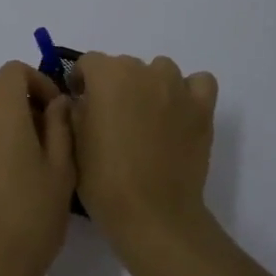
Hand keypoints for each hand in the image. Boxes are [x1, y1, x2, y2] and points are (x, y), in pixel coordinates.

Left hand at [0, 61, 75, 275]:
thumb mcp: (61, 170)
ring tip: (28, 152)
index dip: (38, 80)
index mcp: (1, 112)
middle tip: (45, 127)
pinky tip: (7, 173)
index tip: (56, 110)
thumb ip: (60, 126)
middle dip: (19, 95)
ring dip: (2, 115)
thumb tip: (57, 103)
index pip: (13, 70)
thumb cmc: (33, 216)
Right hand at [71, 53, 219, 252]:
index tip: (81, 103)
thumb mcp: (72, 142)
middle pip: (124, 66)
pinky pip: (198, 83)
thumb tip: (82, 100)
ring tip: (147, 118)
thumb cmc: (103, 179)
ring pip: (160, 71)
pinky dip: (188, 92)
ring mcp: (177, 87)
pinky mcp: (202, 108)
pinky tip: (179, 113)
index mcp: (107, 75)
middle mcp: (143, 71)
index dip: (81, 82)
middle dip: (115, 86)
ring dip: (150, 86)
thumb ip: (74, 110)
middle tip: (113, 119)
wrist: (152, 212)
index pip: (88, 63)